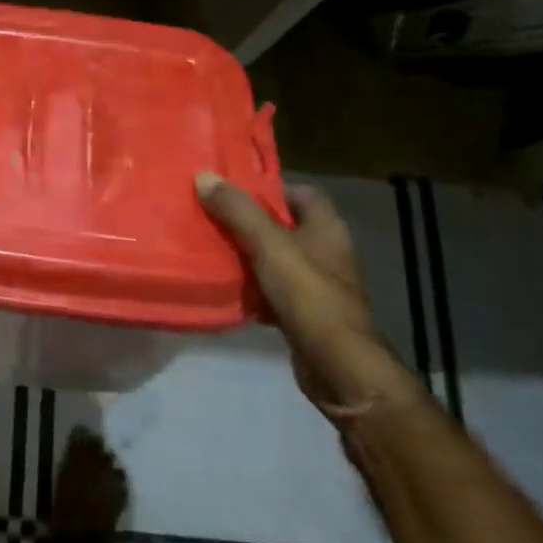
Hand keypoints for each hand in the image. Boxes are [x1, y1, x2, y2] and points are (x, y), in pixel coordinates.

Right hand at [197, 173, 420, 424]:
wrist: (338, 367)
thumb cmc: (309, 295)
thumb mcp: (268, 244)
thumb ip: (237, 210)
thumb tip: (203, 176)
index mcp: (326, 227)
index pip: (300, 192)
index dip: (268, 187)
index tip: (232, 189)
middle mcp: (326, 251)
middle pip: (283, 225)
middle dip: (250, 221)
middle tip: (212, 214)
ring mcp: (318, 285)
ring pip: (276, 259)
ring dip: (248, 254)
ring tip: (210, 245)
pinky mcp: (306, 313)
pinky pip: (273, 290)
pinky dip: (253, 287)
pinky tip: (227, 286)